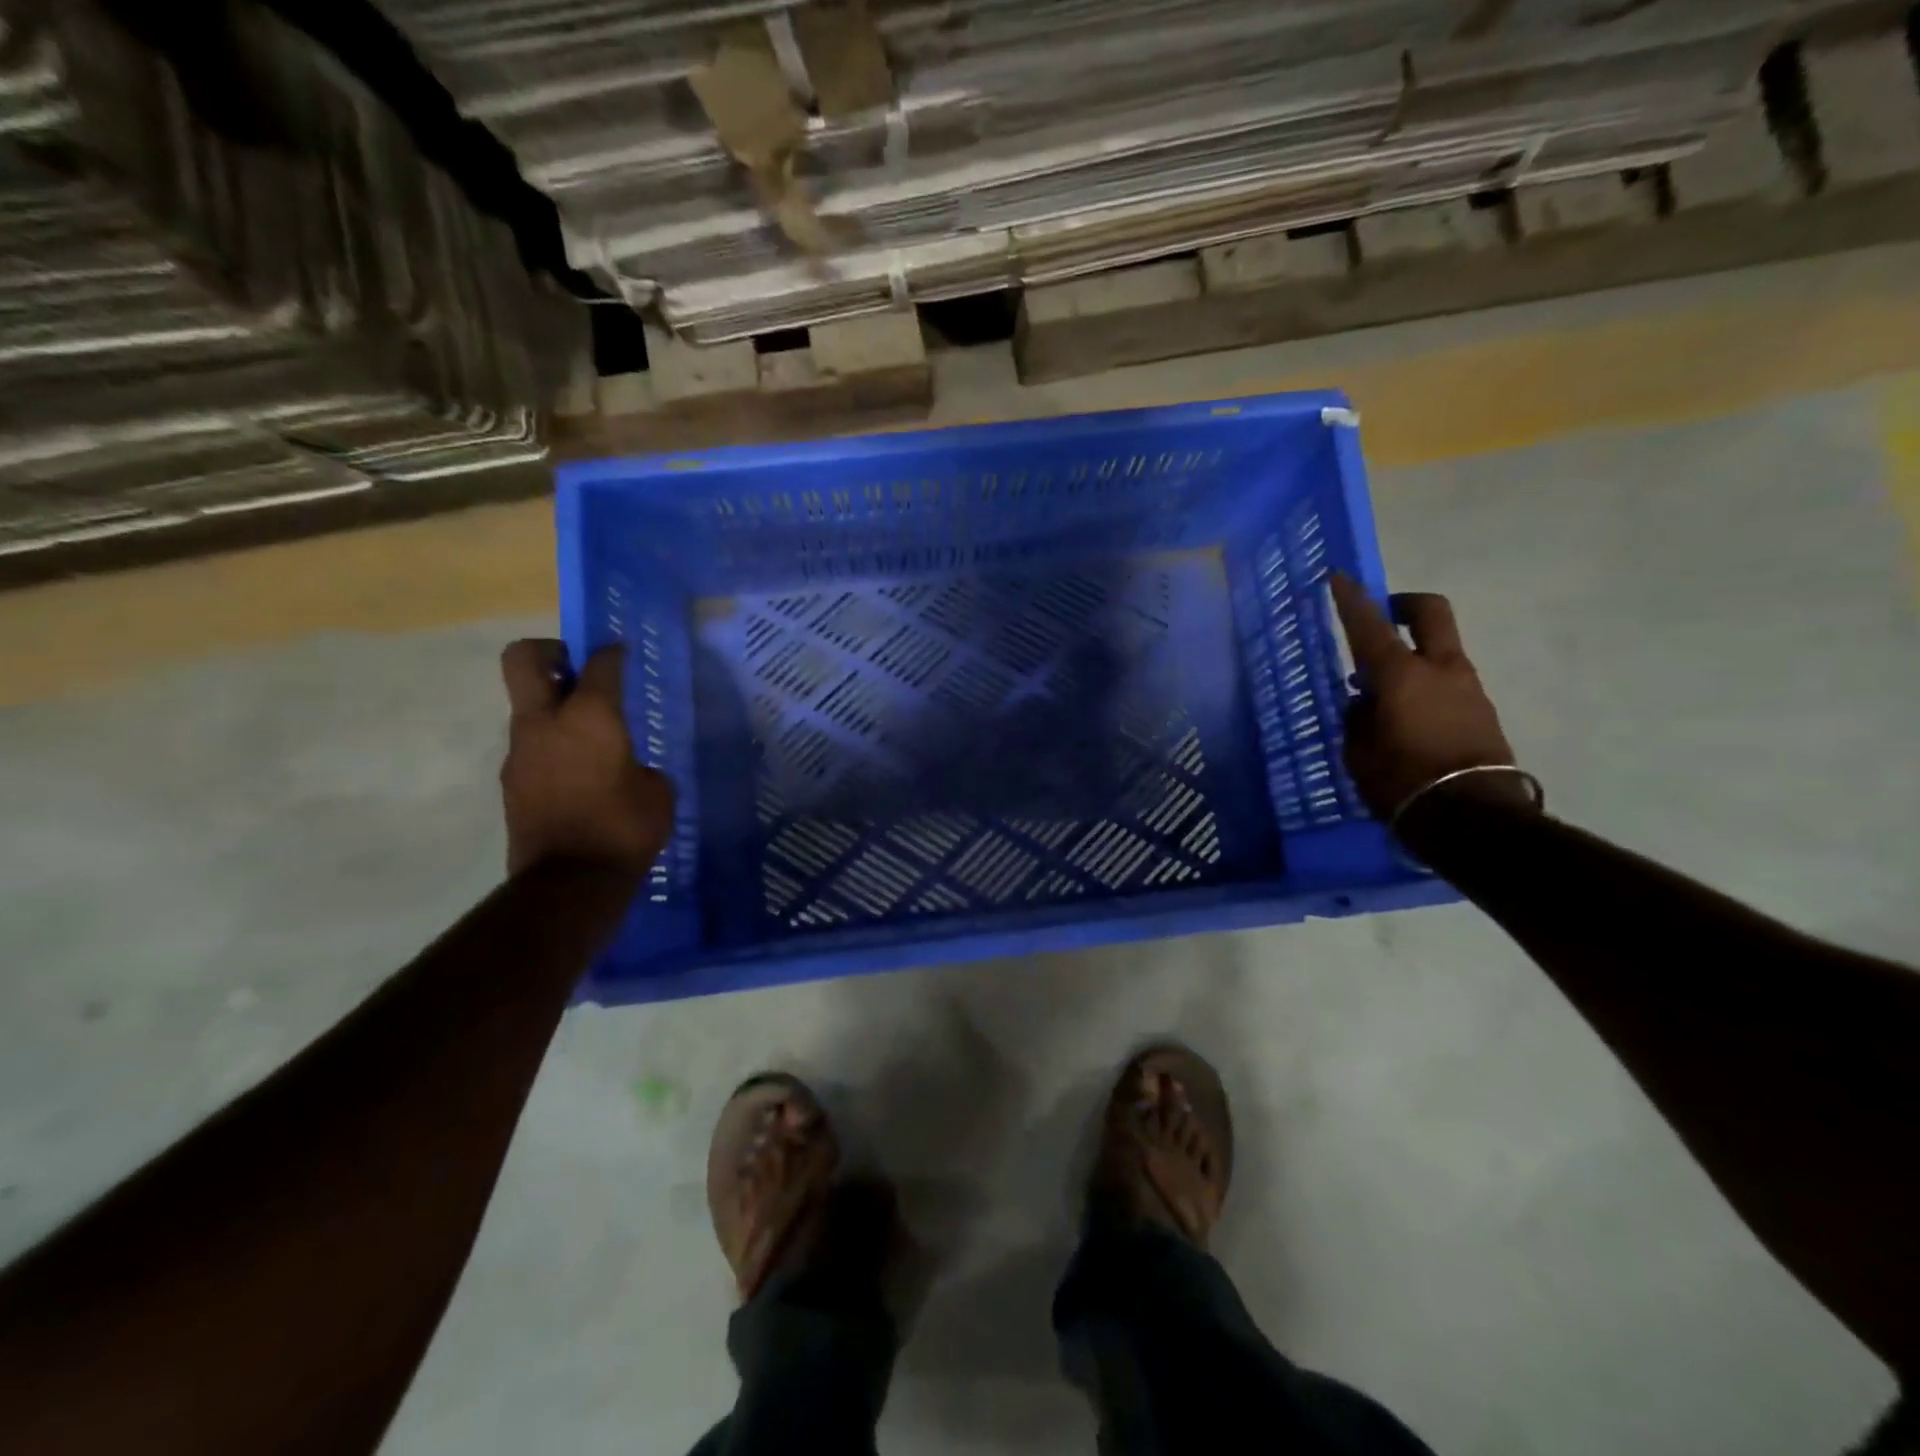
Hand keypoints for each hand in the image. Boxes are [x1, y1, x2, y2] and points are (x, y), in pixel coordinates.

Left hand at [499, 639, 674, 877]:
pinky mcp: (511, 782)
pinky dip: (552, 747)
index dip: (612, 652)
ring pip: (528, 708)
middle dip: (549, 651)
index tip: (621, 652)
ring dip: (554, 709)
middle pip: (524, 659)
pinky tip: (580, 775)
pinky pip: (532, 747)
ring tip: (590, 738)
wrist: (569, 882)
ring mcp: (520, 752)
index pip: (599, 663)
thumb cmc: (624, 828)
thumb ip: (639, 764)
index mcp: (590, 716)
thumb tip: (626, 767)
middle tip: (577, 669)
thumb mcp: (656, 791)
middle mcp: (546, 723)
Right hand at [1327, 574, 1528, 823]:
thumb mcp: (1359, 752)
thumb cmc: (1401, 782)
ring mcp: (1468, 688)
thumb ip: (1358, 718)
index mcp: (1401, 675)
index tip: (1338, 577)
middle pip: (1431, 612)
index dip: (1351, 599)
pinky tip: (1405, 720)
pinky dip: (1424, 687)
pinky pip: (1447, 684)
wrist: (1473, 819)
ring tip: (1381, 695)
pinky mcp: (1482, 712)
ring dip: (1412, 657)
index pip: (1370, 625)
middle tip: (1383, 615)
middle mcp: (1440, 670)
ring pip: (1439, 652)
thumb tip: (1365, 703)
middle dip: (1405, 605)